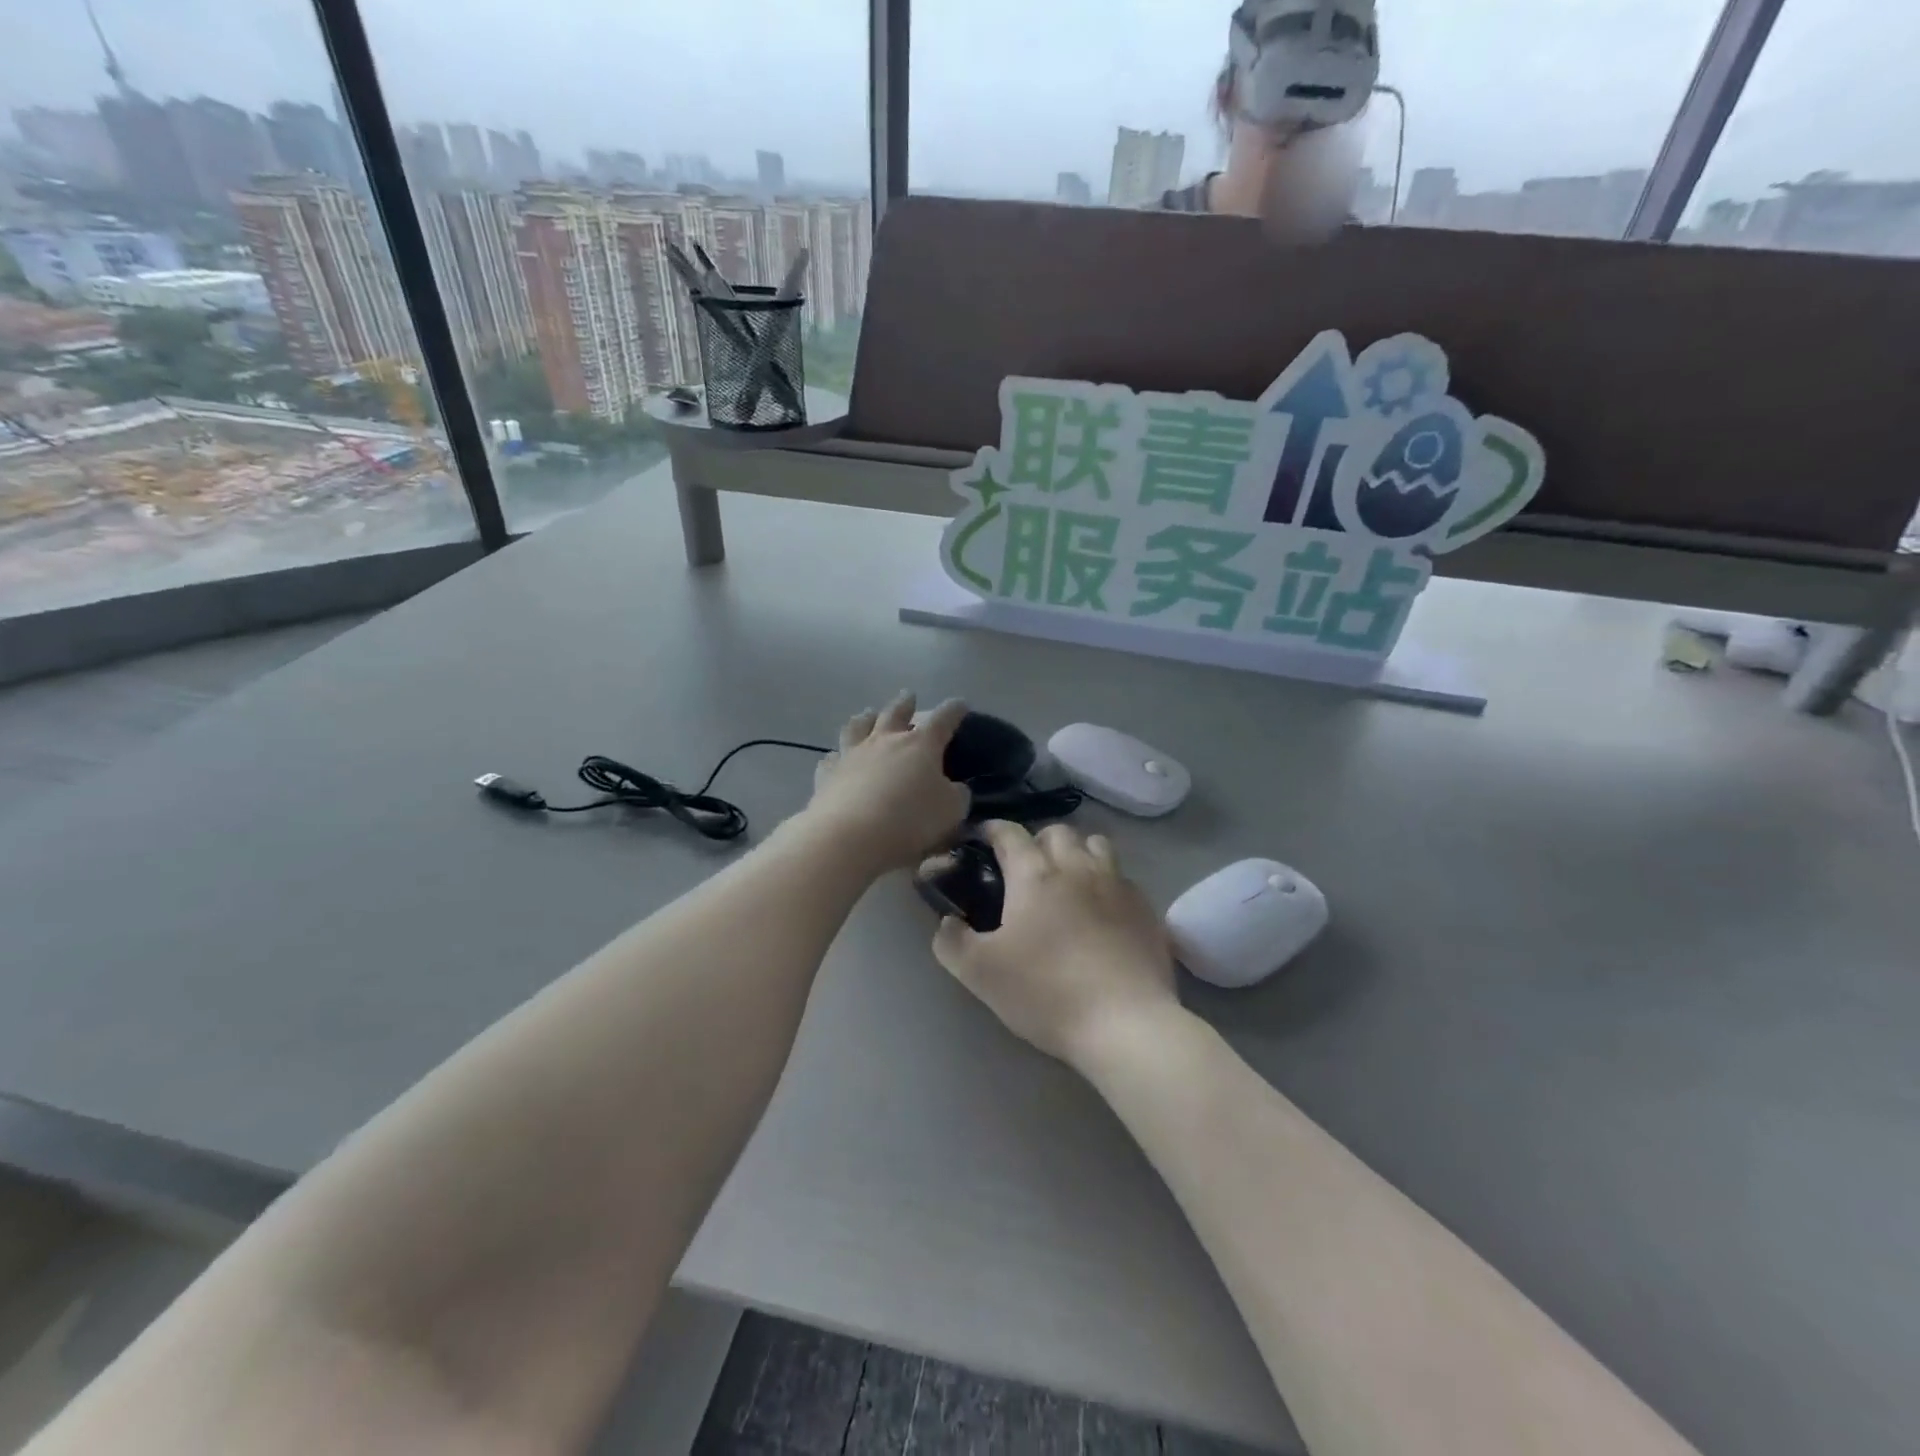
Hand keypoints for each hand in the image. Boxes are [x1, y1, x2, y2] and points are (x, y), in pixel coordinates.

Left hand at [804, 694, 971, 870]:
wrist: (851, 836)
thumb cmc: (910, 820)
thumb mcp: (951, 811)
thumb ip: (956, 796)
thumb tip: (955, 788)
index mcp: (920, 745)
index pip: (943, 719)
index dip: (954, 710)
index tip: (960, 704)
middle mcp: (885, 741)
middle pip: (895, 713)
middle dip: (905, 703)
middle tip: (908, 696)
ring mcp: (852, 754)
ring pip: (858, 727)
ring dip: (865, 718)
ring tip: (867, 714)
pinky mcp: (828, 774)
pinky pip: (831, 758)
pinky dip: (836, 755)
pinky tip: (835, 757)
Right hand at [931, 821, 1178, 1071]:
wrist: (1125, 1024)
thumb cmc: (1046, 992)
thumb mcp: (980, 973)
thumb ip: (952, 941)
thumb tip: (947, 922)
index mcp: (1034, 875)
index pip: (1009, 833)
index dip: (991, 830)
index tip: (981, 838)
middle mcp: (1077, 867)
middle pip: (1056, 832)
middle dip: (1036, 841)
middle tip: (1025, 870)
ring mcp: (1117, 884)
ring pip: (1095, 845)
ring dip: (1076, 852)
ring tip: (1067, 880)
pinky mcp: (1145, 908)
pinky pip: (1121, 878)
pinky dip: (1106, 882)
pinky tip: (1101, 911)